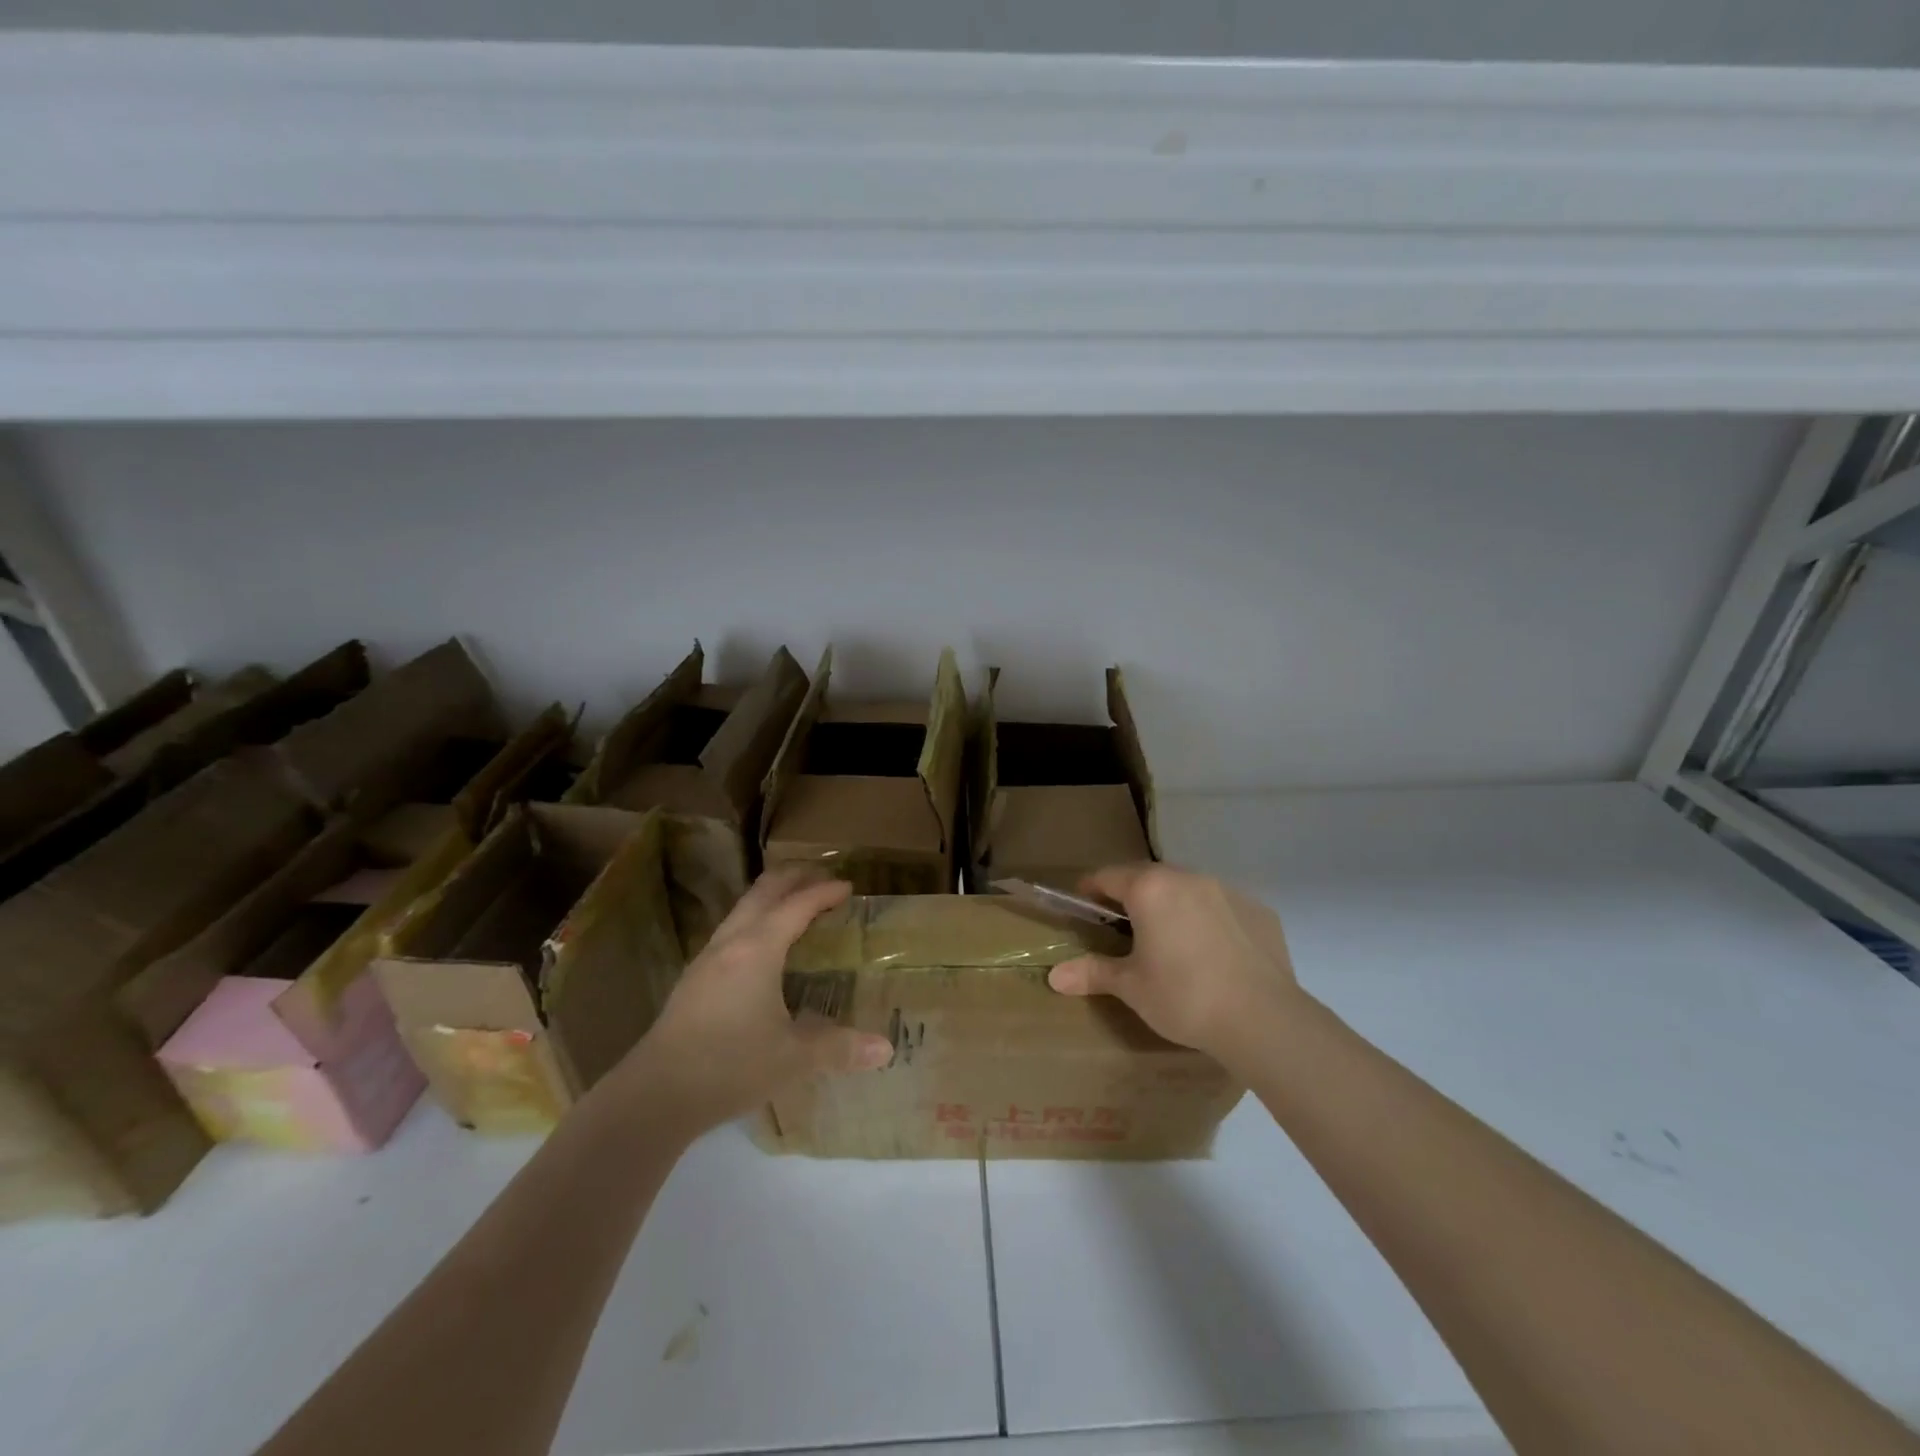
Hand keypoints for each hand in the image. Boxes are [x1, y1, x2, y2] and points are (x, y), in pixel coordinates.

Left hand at [615, 868, 894, 1132]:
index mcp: (758, 949)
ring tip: (794, 902)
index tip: (848, 885)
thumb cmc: (729, 1065)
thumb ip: (840, 1048)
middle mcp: (731, 943)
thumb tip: (887, 1049)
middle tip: (821, 875)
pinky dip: (755, 920)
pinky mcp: (694, 980)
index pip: (797, 905)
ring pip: (742, 909)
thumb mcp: (793, 1058)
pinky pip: (731, 930)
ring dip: (770, 897)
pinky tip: (761, 946)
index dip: (823, 892)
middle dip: (793, 878)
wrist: (654, 1095)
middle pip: (763, 892)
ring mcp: (706, 959)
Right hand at [1047, 863, 1301, 1063]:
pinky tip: (1212, 953)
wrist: (1264, 1019)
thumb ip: (1093, 973)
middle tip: (1122, 924)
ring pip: (1188, 888)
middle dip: (1132, 894)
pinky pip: (1222, 906)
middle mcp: (1187, 878)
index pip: (1109, 876)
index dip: (1091, 888)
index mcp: (1150, 889)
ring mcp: (1227, 891)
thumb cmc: (1184, 997)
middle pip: (1149, 876)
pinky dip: (1209, 919)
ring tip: (1168, 938)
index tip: (1083, 902)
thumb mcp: (1131, 987)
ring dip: (1172, 904)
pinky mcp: (1259, 910)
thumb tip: (1054, 977)